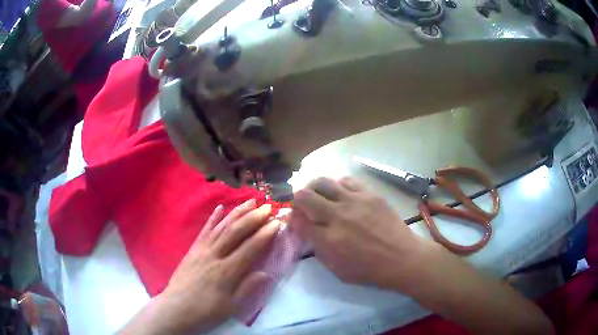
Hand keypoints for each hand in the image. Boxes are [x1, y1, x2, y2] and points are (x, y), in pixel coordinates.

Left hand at [155, 199, 279, 333]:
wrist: (177, 308)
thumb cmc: (206, 311)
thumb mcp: (231, 306)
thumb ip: (248, 288)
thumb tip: (267, 273)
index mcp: (227, 271)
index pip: (250, 248)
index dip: (265, 234)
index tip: (277, 223)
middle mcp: (215, 255)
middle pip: (236, 232)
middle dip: (254, 217)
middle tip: (268, 206)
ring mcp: (202, 250)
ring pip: (222, 227)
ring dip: (237, 212)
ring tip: (251, 201)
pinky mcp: (193, 249)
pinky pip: (204, 230)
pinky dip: (213, 218)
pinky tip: (220, 207)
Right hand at [289, 177, 432, 290]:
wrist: (401, 257)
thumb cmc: (368, 269)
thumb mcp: (336, 268)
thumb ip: (317, 247)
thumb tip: (303, 228)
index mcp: (328, 239)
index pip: (298, 220)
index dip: (291, 217)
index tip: (292, 217)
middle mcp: (338, 216)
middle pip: (305, 196)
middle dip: (297, 198)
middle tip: (302, 203)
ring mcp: (355, 201)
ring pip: (323, 181)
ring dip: (314, 187)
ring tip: (318, 193)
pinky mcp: (370, 194)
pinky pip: (347, 180)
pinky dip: (338, 185)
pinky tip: (341, 192)